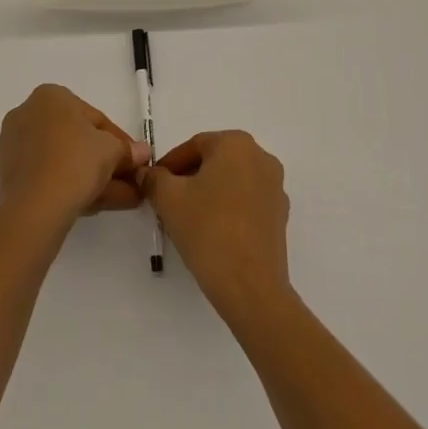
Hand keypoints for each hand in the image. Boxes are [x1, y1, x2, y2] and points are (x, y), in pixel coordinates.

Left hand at [0, 85, 150, 230]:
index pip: (94, 118)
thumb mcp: (112, 151)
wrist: (35, 205)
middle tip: (127, 181)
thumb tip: (142, 153)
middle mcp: (26, 114)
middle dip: (105, 162)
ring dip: (92, 178)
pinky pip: (46, 176)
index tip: (135, 161)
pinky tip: (93, 205)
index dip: (120, 141)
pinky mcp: (7, 175)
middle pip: (76, 139)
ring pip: (62, 160)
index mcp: (50, 96)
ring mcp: (13, 146)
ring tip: (120, 200)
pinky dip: (70, 186)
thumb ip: (127, 150)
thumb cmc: (76, 161)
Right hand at [141, 131, 291, 318]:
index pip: (194, 145)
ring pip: (231, 182)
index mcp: (237, 144)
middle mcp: (262, 158)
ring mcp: (275, 188)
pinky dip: (227, 209)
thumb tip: (147, 173)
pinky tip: (210, 231)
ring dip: (207, 193)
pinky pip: (246, 202)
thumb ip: (154, 178)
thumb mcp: (168, 198)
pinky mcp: (280, 216)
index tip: (153, 183)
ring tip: (186, 218)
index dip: (169, 164)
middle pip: (215, 161)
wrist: (249, 285)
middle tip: (166, 200)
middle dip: (188, 178)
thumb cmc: (207, 229)